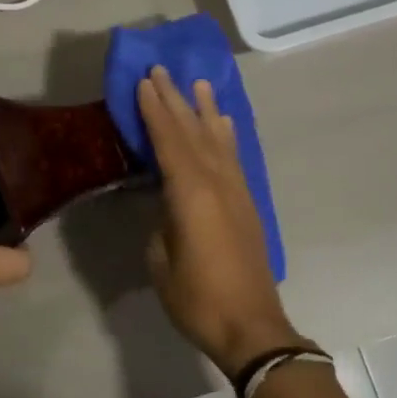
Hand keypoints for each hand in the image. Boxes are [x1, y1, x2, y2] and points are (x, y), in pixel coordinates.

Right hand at [136, 66, 304, 373]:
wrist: (253, 327)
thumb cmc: (198, 298)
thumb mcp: (161, 261)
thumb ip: (162, 224)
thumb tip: (167, 207)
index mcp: (190, 193)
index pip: (168, 140)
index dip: (154, 110)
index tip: (144, 82)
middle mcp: (216, 182)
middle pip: (192, 131)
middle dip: (176, 99)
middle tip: (162, 70)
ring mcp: (236, 191)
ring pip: (217, 139)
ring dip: (205, 110)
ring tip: (199, 83)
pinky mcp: (247, 203)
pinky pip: (233, 157)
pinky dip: (226, 135)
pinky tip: (223, 124)